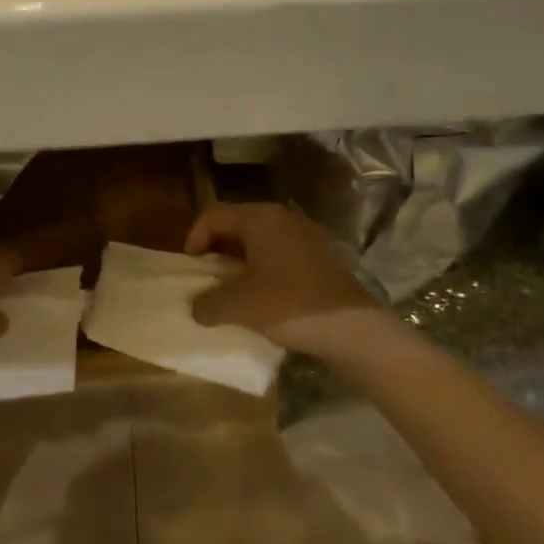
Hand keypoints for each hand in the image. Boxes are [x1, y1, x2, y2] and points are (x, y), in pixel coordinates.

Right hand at [184, 203, 384, 355]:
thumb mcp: (239, 306)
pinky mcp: (320, 257)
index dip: (194, 237)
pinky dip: (262, 269)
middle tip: (207, 277)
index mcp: (261, 219)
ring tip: (232, 290)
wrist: (352, 328)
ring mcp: (305, 236)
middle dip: (216, 249)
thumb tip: (197, 307)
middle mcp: (283, 218)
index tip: (191, 267)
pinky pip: (279, 253)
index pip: (214, 214)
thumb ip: (208, 303)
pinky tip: (262, 297)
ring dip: (239, 261)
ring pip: (259, 240)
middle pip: (237, 224)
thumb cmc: (289, 305)